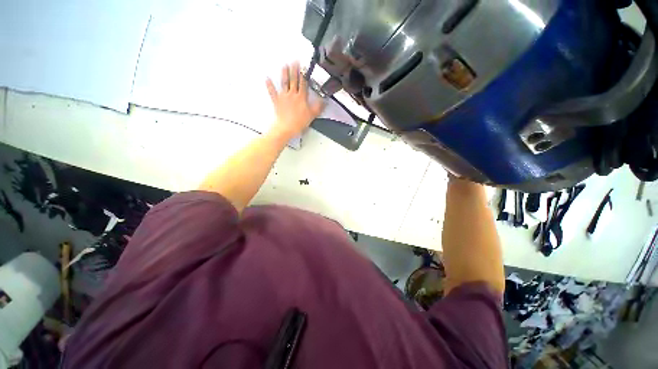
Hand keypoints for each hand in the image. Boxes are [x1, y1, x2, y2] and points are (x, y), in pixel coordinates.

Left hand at [266, 62, 324, 138]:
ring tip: (285, 66)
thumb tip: (324, 101)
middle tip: (295, 61)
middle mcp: (292, 94)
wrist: (287, 127)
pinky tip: (267, 79)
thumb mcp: (312, 115)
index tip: (304, 66)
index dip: (304, 74)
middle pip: (294, 80)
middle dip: (295, 70)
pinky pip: (272, 92)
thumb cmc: (299, 122)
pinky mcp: (277, 101)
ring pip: (284, 83)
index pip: (303, 83)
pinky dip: (269, 85)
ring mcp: (284, 97)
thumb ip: (318, 107)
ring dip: (284, 74)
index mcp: (301, 97)